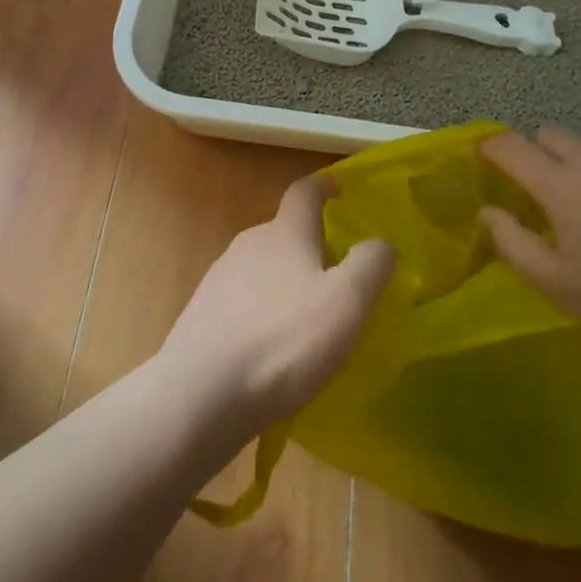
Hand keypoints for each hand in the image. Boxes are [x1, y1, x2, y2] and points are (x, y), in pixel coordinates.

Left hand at [157, 176, 393, 435]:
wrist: (199, 395)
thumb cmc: (282, 342)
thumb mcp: (346, 302)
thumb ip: (371, 265)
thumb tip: (380, 243)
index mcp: (285, 232)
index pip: (305, 191)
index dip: (324, 187)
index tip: (339, 191)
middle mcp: (249, 243)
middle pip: (284, 232)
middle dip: (310, 247)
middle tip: (337, 279)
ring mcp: (220, 278)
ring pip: (262, 268)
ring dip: (285, 284)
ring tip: (306, 322)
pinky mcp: (203, 315)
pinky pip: (242, 303)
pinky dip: (262, 315)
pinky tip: (271, 352)